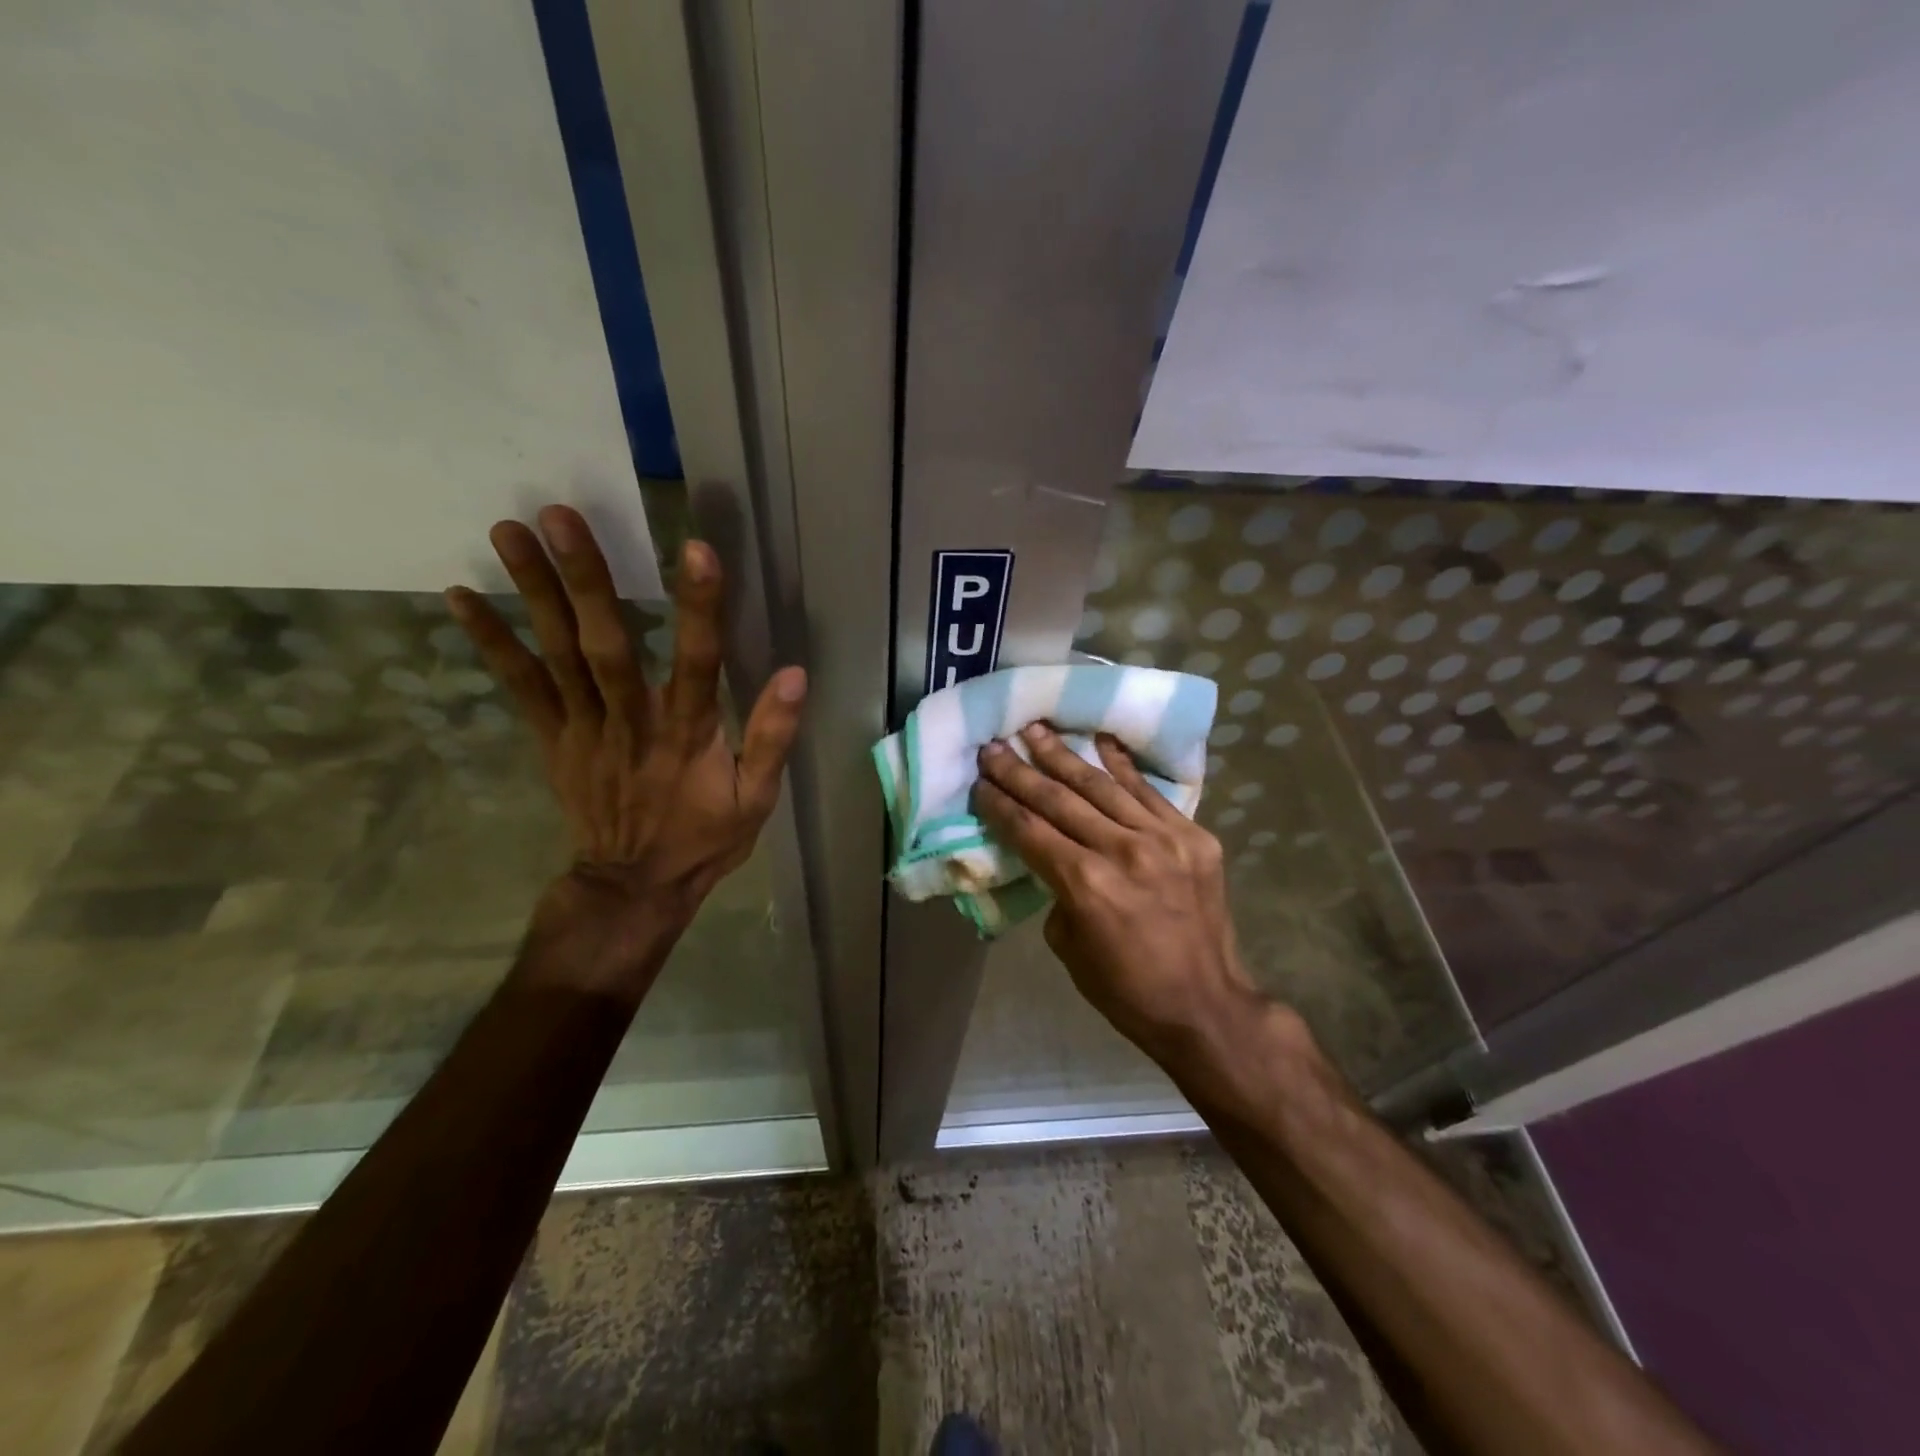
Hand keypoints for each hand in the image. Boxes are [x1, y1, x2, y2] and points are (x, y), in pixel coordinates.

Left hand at [446, 506, 805, 988]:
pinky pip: (520, 687)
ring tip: (509, 531)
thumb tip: (795, 675)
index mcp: (688, 736)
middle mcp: (631, 723)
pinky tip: (461, 596)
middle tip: (558, 517)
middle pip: (607, 647)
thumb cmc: (703, 838)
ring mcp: (584, 730)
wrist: (633, 887)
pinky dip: (490, 642)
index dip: (700, 608)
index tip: (695, 550)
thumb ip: (772, 736)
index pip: (698, 663)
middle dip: (584, 580)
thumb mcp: (756, 799)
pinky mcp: (554, 739)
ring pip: (557, 656)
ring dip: (533, 593)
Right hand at [972, 724, 1311, 1103]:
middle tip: (994, 746)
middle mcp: (1122, 850)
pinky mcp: (1194, 836)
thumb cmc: (1126, 989)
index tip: (979, 780)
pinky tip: (1100, 738)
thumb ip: (1057, 891)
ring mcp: (1163, 838)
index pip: (1029, 830)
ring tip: (1037, 730)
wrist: (1206, 1006)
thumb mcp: (1068, 947)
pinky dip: (1122, 764)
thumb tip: (1054, 857)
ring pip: (1101, 786)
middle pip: (1059, 799)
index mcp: (1085, 884)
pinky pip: (1149, 792)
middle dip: (1020, 771)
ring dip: (1064, 755)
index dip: (999, 803)